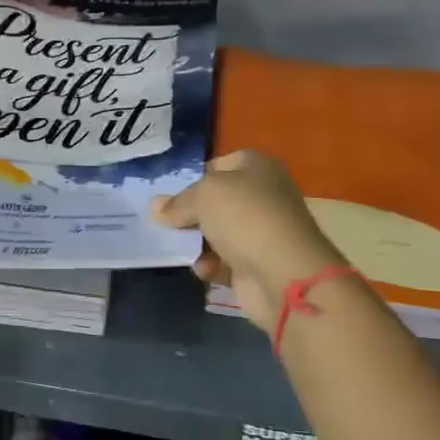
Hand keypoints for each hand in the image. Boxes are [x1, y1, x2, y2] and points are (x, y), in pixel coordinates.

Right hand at [151, 150, 345, 332]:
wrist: (284, 274)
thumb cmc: (244, 218)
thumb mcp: (204, 196)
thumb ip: (178, 201)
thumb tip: (155, 207)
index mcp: (257, 168)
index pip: (219, 165)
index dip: (194, 177)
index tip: (170, 193)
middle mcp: (262, 196)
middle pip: (216, 201)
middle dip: (190, 212)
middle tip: (164, 221)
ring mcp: (261, 232)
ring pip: (217, 232)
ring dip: (197, 242)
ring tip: (177, 247)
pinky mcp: (257, 265)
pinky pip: (224, 262)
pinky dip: (211, 265)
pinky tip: (204, 269)